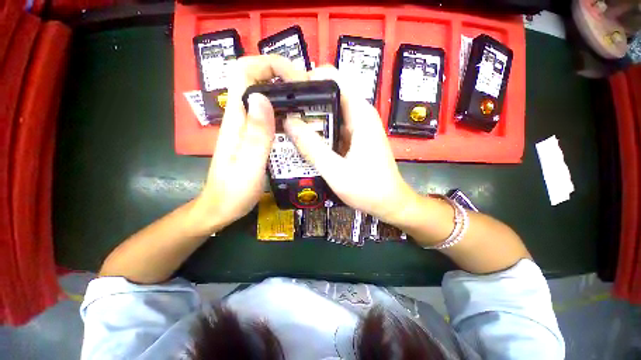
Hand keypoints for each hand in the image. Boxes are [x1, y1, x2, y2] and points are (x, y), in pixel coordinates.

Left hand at [193, 55, 307, 231]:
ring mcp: (249, 128)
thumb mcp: (248, 164)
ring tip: (310, 107)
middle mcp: (241, 118)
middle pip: (258, 81)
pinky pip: (271, 118)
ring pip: (267, 99)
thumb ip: (256, 134)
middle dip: (284, 78)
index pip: (244, 72)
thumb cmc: (233, 191)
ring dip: (288, 96)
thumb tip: (262, 98)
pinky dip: (287, 115)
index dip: (269, 64)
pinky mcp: (255, 138)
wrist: (222, 207)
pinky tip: (300, 126)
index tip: (295, 77)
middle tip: (310, 93)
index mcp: (237, 119)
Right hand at [283, 66, 418, 224]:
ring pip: (329, 113)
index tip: (286, 90)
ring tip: (285, 125)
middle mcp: (359, 116)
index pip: (333, 79)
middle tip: (280, 112)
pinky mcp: (353, 140)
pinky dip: (318, 133)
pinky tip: (302, 141)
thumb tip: (289, 122)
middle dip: (304, 101)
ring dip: (309, 118)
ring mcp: (356, 128)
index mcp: (360, 114)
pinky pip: (332, 129)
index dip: (308, 79)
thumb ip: (313, 147)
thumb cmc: (368, 189)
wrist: (390, 203)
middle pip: (328, 96)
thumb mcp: (337, 171)